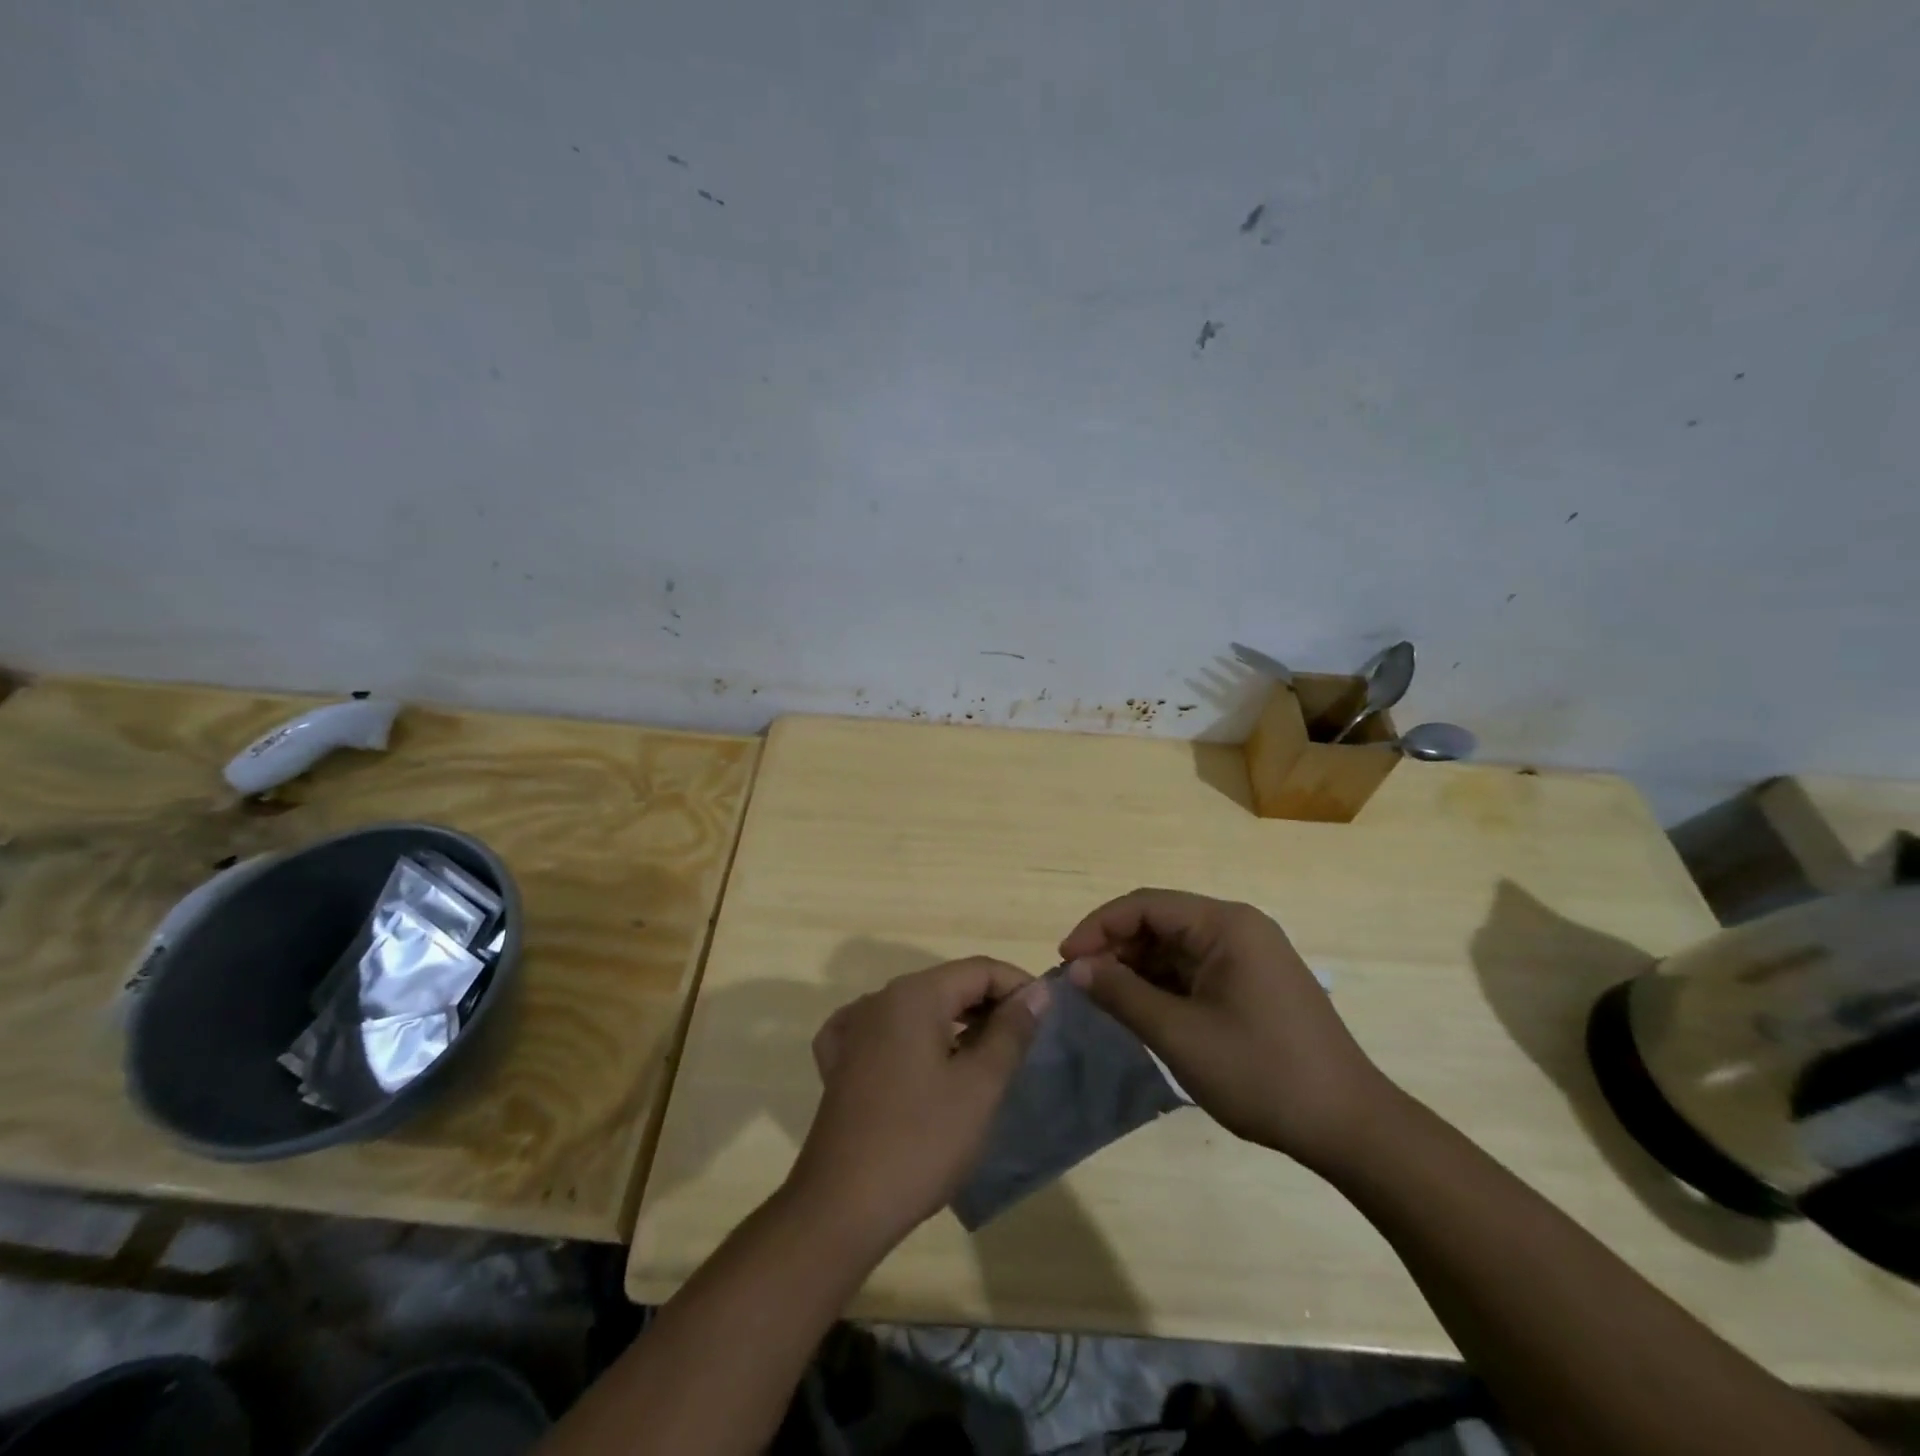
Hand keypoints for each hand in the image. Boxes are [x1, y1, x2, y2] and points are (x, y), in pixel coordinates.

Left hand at [789, 957, 1050, 1251]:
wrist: (841, 1208)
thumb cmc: (921, 1142)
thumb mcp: (980, 1086)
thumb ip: (1011, 1031)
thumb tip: (1038, 991)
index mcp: (914, 995)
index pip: (979, 969)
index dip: (1019, 986)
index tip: (1047, 1017)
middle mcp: (879, 999)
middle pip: (948, 984)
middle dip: (990, 1005)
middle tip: (1024, 1042)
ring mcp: (853, 1029)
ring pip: (918, 1008)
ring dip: (956, 1023)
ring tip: (987, 1057)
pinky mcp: (840, 1062)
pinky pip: (886, 1032)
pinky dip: (914, 1040)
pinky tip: (923, 1062)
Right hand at [1061, 889, 1393, 1171]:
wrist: (1351, 1127)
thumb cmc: (1262, 1073)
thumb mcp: (1180, 1035)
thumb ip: (1122, 994)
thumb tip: (1077, 968)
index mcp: (1225, 924)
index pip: (1144, 905)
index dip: (1098, 927)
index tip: (1065, 962)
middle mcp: (1238, 927)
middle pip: (1160, 922)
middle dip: (1115, 948)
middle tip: (1080, 985)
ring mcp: (1250, 955)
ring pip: (1175, 947)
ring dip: (1137, 969)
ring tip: (1104, 1000)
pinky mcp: (1254, 983)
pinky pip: (1195, 969)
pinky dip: (1163, 985)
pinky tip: (1142, 1011)